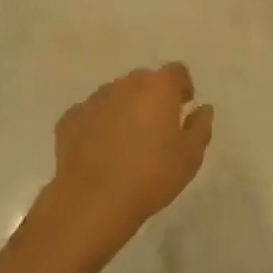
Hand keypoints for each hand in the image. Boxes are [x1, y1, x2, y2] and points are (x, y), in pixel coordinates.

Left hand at [47, 64, 213, 252]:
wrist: (94, 201)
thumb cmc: (151, 176)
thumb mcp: (190, 156)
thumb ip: (200, 126)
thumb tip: (202, 109)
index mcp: (157, 87)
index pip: (176, 72)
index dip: (182, 87)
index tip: (183, 109)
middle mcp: (124, 85)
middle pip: (144, 81)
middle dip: (152, 97)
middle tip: (156, 129)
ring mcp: (94, 100)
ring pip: (115, 96)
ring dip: (124, 109)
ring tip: (126, 143)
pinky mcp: (70, 119)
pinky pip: (91, 114)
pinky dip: (98, 125)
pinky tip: (100, 152)